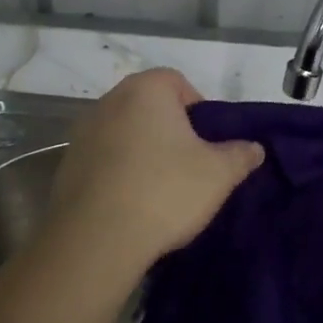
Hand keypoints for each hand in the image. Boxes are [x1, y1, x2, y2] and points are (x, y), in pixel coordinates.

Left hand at [47, 69, 263, 275]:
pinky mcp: (67, 164)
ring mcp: (83, 131)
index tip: (206, 143)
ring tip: (159, 189)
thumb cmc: (164, 191)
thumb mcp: (218, 174)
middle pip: (149, 107)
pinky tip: (131, 203)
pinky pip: (103, 159)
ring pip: (125, 132)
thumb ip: (240, 155)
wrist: (96, 240)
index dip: (198, 110)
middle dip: (170, 130)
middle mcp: (110, 100)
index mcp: (146, 89)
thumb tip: (254, 148)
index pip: (178, 83)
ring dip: (142, 151)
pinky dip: (118, 172)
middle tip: (188, 166)